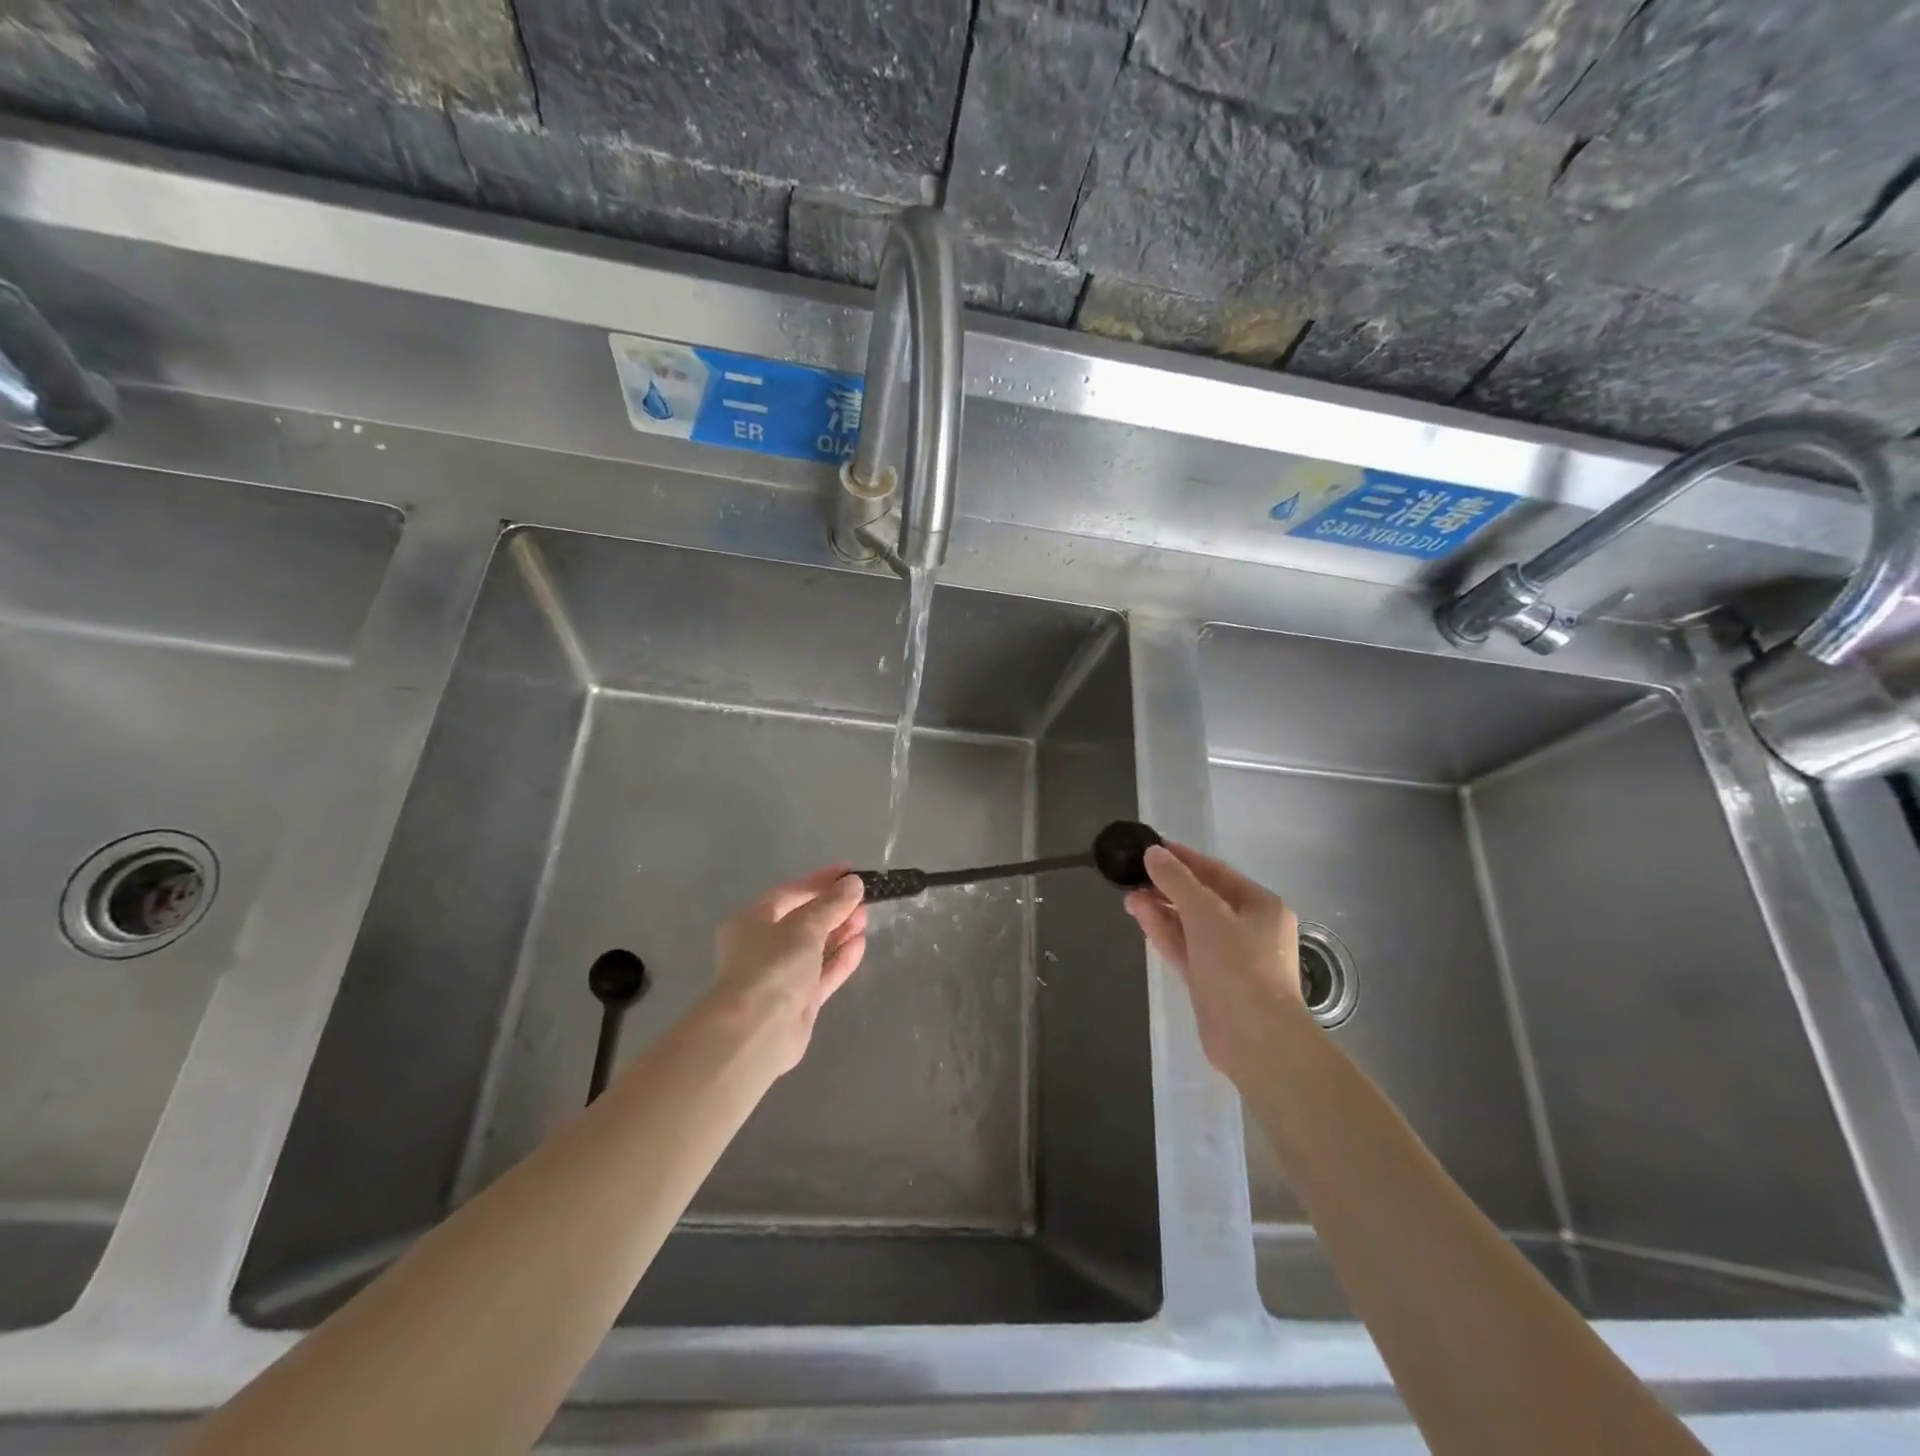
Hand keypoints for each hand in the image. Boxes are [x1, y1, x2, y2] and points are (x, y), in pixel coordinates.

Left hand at [709, 866, 867, 1073]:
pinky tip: (861, 943)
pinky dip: (841, 958)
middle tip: (862, 898)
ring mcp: (782, 976)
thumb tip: (853, 883)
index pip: (789, 893)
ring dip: (840, 932)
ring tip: (866, 918)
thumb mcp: (805, 926)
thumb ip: (831, 904)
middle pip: (803, 921)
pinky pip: (823, 973)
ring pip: (815, 947)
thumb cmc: (773, 966)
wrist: (758, 1032)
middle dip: (833, 908)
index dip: (819, 881)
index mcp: (752, 922)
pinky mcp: (799, 1001)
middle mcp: (763, 947)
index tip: (849, 872)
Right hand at [1125, 842, 1305, 1079]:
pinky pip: (1185, 947)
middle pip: (1203, 898)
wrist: (1254, 1038)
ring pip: (1190, 924)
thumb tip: (1153, 852)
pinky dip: (1164, 931)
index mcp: (1261, 906)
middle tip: (1134, 874)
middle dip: (1168, 885)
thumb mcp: (1204, 912)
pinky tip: (1139, 914)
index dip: (1183, 858)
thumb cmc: (1237, 964)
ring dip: (1161, 908)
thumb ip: (1176, 879)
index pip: (1217, 872)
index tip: (1151, 847)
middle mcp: (1250, 928)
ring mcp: (1230, 958)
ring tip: (1128, 893)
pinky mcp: (1212, 982)